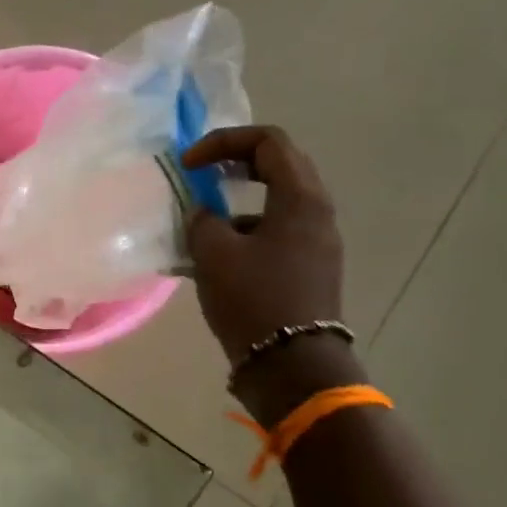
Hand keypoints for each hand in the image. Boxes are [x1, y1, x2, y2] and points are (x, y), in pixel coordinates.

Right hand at [182, 124, 345, 365]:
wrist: (291, 364)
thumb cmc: (253, 299)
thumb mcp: (213, 253)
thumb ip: (203, 220)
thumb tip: (204, 215)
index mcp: (300, 198)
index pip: (269, 142)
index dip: (224, 141)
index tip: (189, 164)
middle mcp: (317, 212)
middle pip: (278, 165)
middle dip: (234, 163)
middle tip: (200, 175)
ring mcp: (317, 242)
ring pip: (276, 201)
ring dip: (237, 200)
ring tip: (202, 220)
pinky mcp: (309, 268)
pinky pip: (276, 231)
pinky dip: (246, 229)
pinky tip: (216, 256)